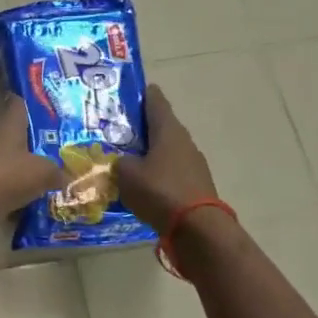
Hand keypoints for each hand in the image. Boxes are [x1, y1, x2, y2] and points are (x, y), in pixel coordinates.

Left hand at [0, 96, 66, 219]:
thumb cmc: (3, 174)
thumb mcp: (41, 171)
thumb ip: (55, 171)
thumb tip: (66, 176)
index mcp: (8, 127)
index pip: (18, 105)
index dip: (30, 102)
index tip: (47, 101)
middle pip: (17, 138)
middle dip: (37, 143)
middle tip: (65, 147)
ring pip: (14, 167)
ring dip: (30, 172)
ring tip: (60, 177)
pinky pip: (9, 193)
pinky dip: (22, 198)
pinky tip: (42, 203)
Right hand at [115, 85, 218, 234]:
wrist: (197, 228)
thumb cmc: (159, 190)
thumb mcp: (126, 174)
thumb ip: (120, 162)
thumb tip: (123, 161)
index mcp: (168, 130)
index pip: (156, 102)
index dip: (144, 94)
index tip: (133, 90)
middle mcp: (184, 141)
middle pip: (161, 127)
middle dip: (142, 127)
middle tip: (120, 129)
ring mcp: (193, 164)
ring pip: (167, 150)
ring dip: (150, 152)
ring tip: (128, 158)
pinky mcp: (196, 184)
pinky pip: (171, 171)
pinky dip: (158, 172)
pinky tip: (144, 183)